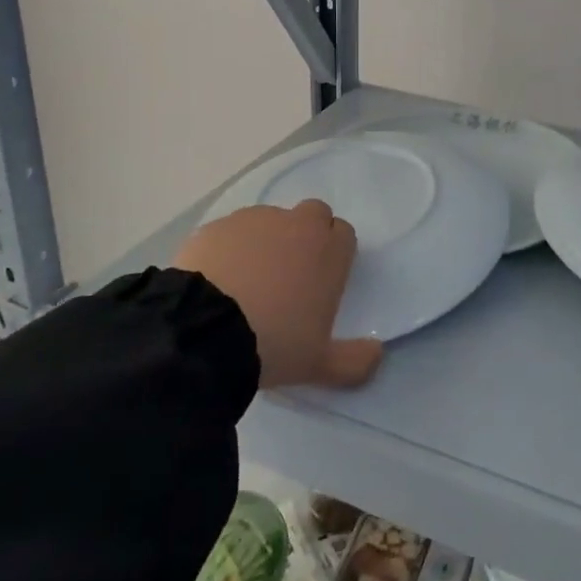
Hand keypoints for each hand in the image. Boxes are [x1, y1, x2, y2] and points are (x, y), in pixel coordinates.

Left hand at [172, 202, 383, 390]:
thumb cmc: (274, 343)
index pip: (344, 233)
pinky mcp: (217, 226)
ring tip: (247, 282)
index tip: (322, 280)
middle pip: (313, 215)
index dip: (335, 252)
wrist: (203, 331)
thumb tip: (377, 354)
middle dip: (307, 235)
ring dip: (267, 241)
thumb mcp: (319, 365)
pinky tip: (217, 280)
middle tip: (290, 274)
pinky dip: (230, 249)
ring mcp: (255, 220)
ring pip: (270, 221)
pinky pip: (231, 232)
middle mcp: (298, 225)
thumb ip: (355, 361)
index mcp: (329, 251)